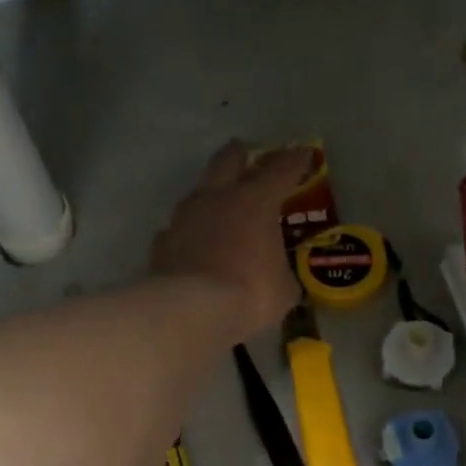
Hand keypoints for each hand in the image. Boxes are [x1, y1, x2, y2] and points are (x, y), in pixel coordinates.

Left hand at [151, 142, 310, 341]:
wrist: (190, 311)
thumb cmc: (249, 293)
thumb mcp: (283, 288)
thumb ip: (282, 273)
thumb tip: (279, 278)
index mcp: (255, 201)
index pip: (280, 169)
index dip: (294, 160)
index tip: (302, 154)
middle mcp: (217, 199)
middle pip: (227, 161)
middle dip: (239, 155)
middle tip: (246, 153)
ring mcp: (184, 218)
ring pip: (197, 192)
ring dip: (210, 195)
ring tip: (218, 206)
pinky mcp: (162, 243)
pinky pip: (177, 229)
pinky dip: (188, 233)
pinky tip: (192, 244)